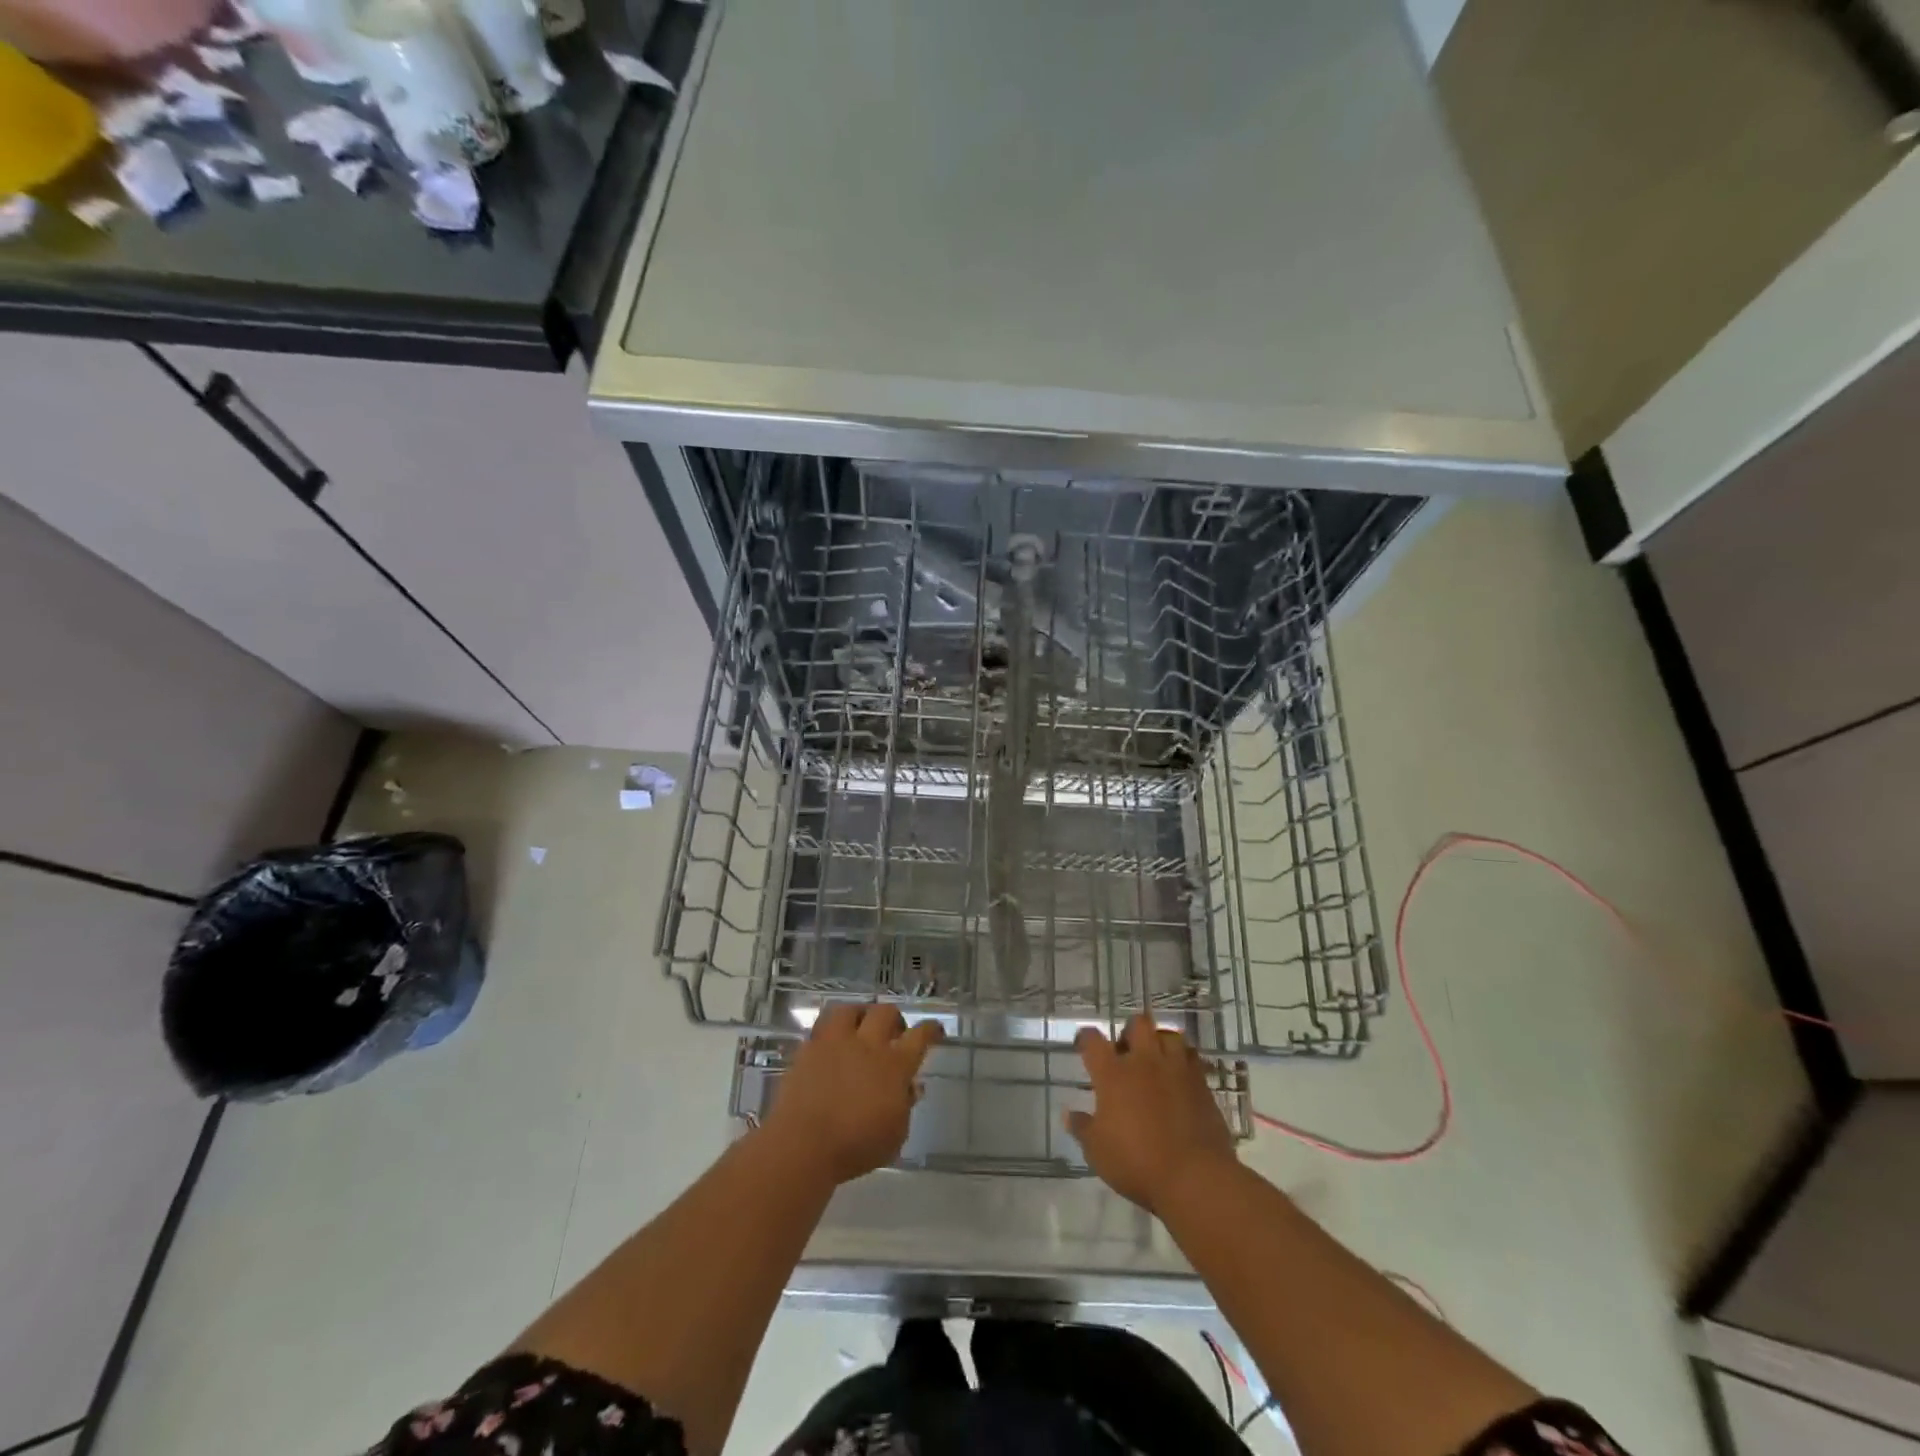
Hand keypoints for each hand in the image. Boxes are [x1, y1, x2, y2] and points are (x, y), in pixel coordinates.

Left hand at [761, 1003, 944, 1185]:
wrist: (803, 1143)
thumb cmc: (855, 1146)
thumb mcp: (894, 1136)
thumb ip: (905, 1106)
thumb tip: (911, 1087)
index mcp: (894, 1065)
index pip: (919, 1037)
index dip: (930, 1029)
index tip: (935, 1029)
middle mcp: (867, 1045)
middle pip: (885, 1013)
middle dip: (894, 1018)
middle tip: (894, 1032)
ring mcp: (835, 1043)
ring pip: (850, 1009)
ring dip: (859, 1014)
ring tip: (860, 1026)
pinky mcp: (808, 1049)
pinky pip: (822, 1026)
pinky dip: (831, 1031)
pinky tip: (832, 1043)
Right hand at [1065, 1013, 1237, 1213]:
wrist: (1194, 1177)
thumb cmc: (1137, 1163)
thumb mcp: (1098, 1151)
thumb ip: (1082, 1128)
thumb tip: (1068, 1114)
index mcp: (1113, 1074)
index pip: (1093, 1041)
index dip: (1086, 1038)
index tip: (1084, 1044)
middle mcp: (1144, 1062)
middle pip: (1138, 1025)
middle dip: (1130, 1033)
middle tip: (1127, 1054)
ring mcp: (1176, 1069)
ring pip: (1169, 1035)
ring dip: (1160, 1042)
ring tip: (1157, 1061)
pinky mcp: (1202, 1084)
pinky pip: (1193, 1058)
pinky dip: (1184, 1062)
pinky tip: (1180, 1078)